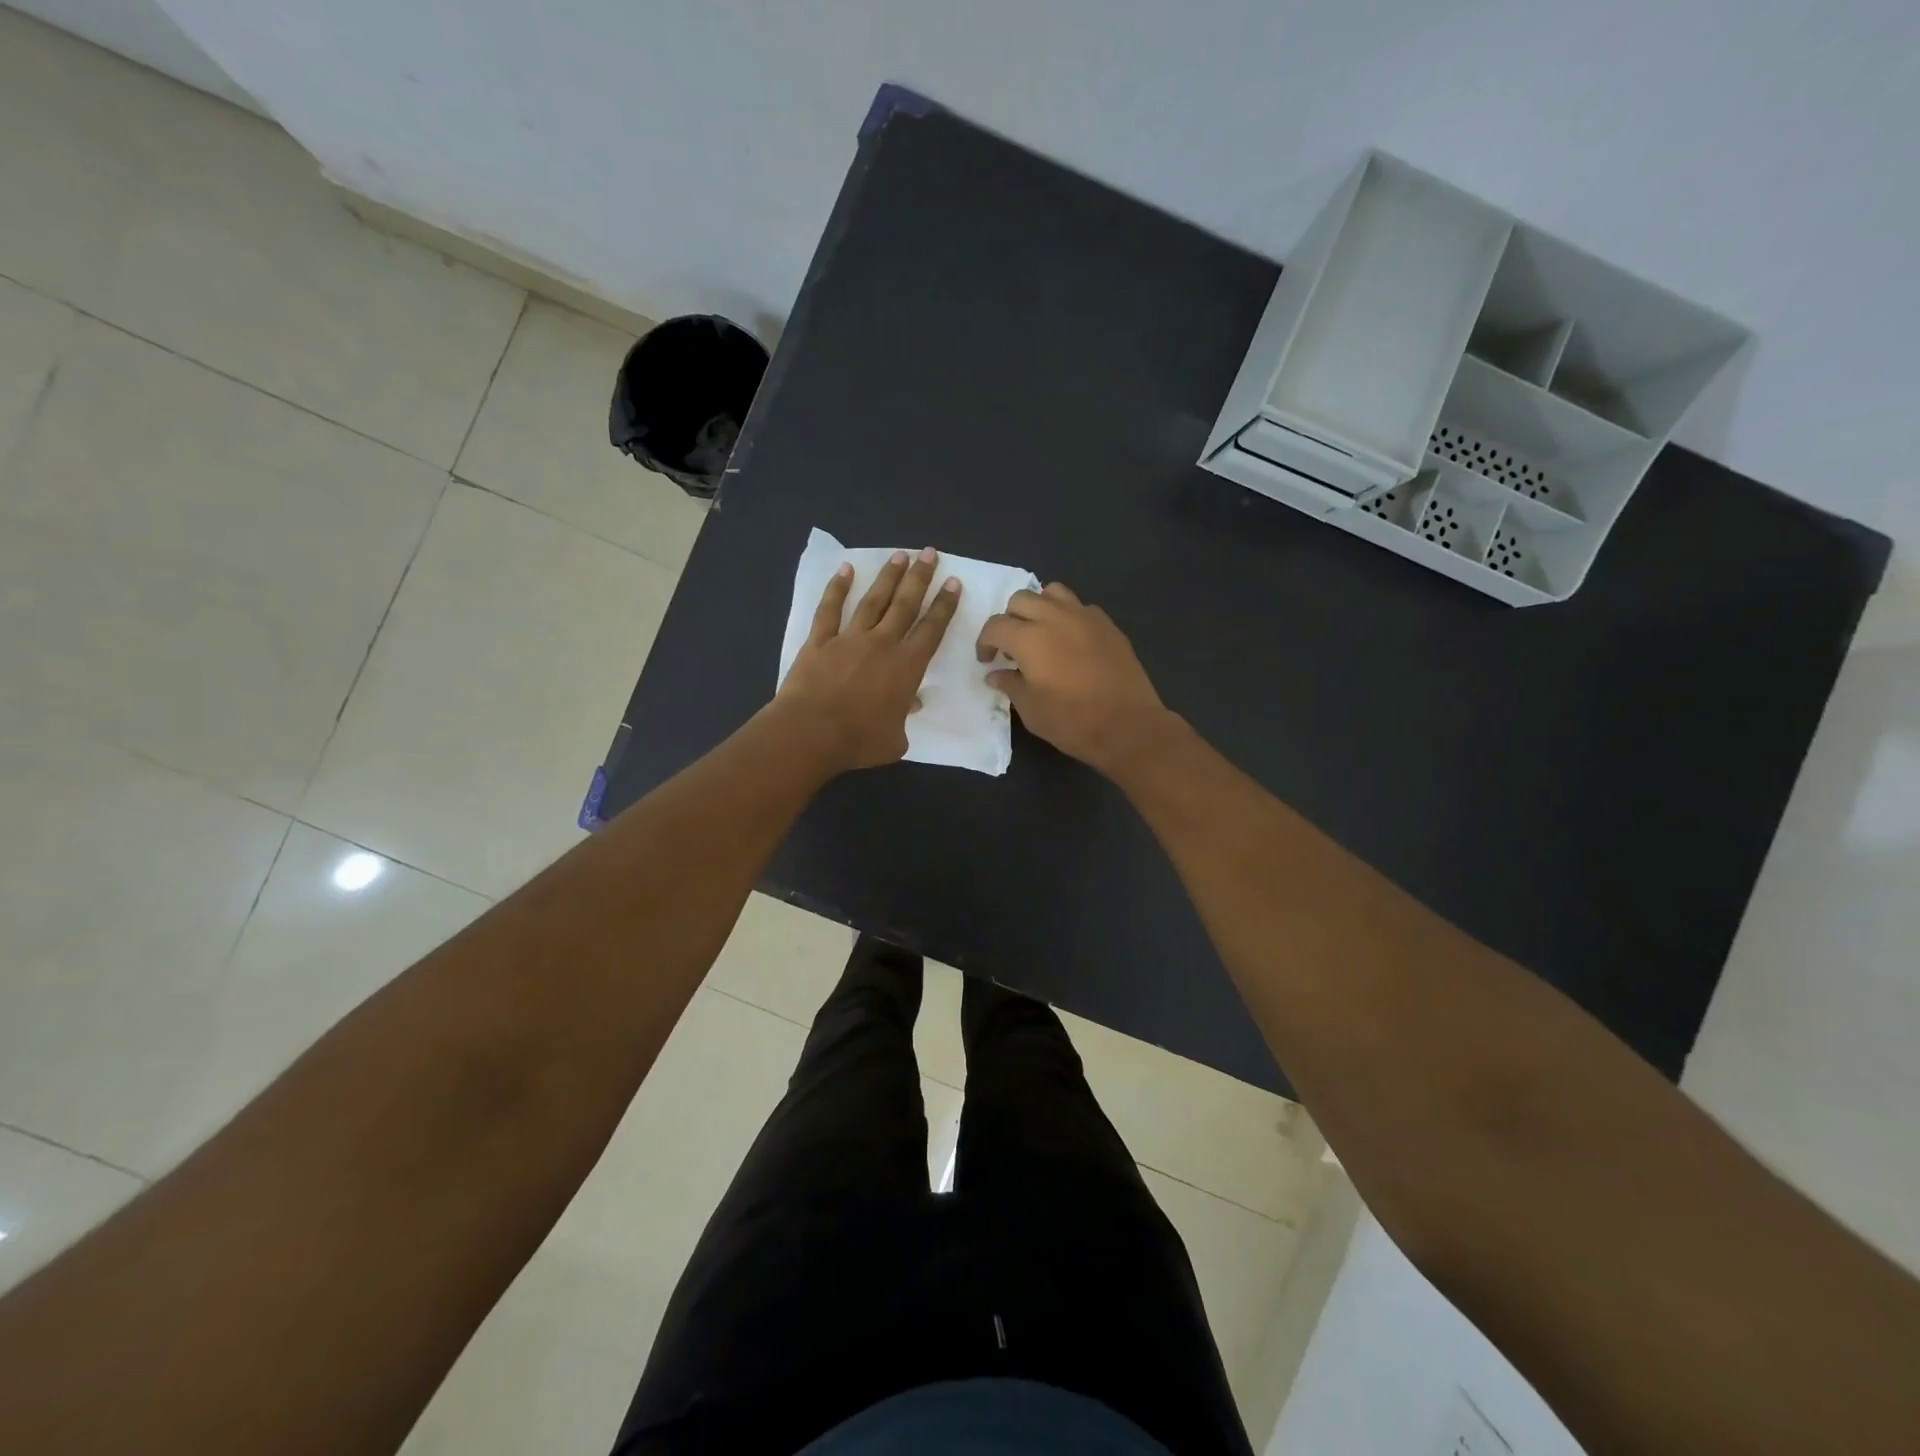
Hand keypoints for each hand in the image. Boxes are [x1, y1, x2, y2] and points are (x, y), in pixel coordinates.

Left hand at [775, 547, 960, 773]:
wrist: (811, 733)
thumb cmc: (859, 741)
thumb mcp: (896, 740)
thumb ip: (905, 718)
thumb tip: (912, 703)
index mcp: (907, 667)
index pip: (932, 629)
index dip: (944, 605)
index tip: (953, 583)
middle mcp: (882, 644)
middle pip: (905, 604)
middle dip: (920, 578)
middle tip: (929, 553)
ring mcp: (849, 638)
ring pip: (873, 600)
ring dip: (887, 577)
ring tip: (899, 556)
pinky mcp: (819, 641)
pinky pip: (830, 609)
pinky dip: (838, 588)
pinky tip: (845, 570)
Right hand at [975, 582, 1172, 774]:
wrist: (1128, 726)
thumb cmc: (1072, 721)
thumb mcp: (1031, 710)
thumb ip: (1010, 685)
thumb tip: (996, 673)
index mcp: (1029, 638)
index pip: (995, 626)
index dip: (985, 642)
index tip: (987, 660)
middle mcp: (1055, 617)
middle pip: (1021, 600)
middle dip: (1009, 620)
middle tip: (1011, 647)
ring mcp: (1085, 617)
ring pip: (1052, 593)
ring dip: (1039, 608)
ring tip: (1041, 633)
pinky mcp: (1108, 625)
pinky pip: (1080, 607)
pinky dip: (1067, 616)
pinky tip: (1070, 641)